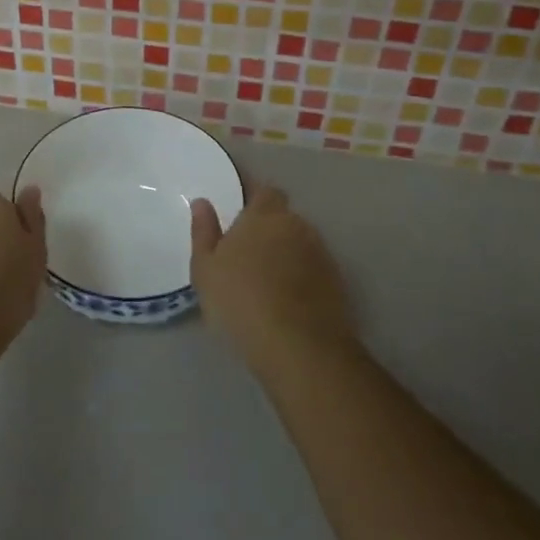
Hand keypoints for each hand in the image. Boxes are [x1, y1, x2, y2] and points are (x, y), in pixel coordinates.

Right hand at [191, 182, 352, 375]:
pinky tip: (288, 301)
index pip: (265, 191)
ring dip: (287, 253)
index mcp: (264, 215)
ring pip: (300, 243)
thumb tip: (202, 202)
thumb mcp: (206, 269)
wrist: (300, 348)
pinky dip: (302, 278)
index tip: (239, 214)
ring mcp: (321, 254)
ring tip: (268, 280)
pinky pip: (314, 270)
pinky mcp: (337, 283)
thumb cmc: (242, 301)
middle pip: (284, 217)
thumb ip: (204, 231)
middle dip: (270, 228)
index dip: (254, 199)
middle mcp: (297, 225)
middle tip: (248, 252)